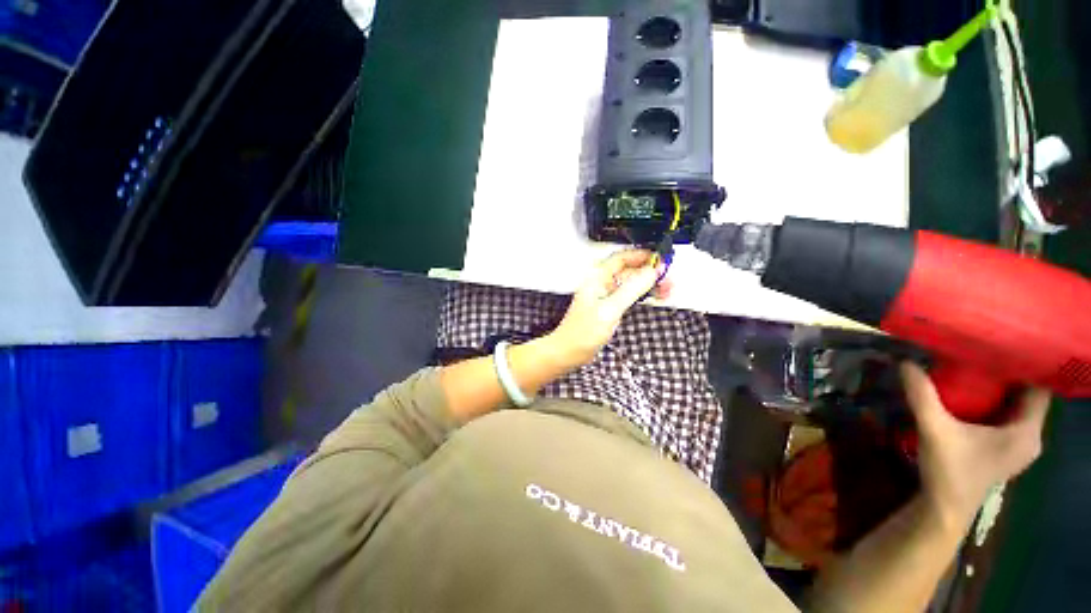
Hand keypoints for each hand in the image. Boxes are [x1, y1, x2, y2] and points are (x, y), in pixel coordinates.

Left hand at [549, 250, 669, 365]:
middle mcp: (601, 283)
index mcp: (597, 277)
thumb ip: (631, 289)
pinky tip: (654, 297)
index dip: (642, 256)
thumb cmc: (583, 331)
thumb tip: (652, 271)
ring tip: (667, 289)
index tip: (661, 259)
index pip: (622, 257)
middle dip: (649, 272)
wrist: (570, 351)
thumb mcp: (610, 309)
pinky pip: (629, 295)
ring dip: (648, 284)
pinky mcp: (609, 307)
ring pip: (631, 283)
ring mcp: (606, 295)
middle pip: (629, 270)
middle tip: (668, 278)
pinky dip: (643, 295)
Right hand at [901, 363, 1050, 529]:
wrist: (945, 506)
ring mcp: (1020, 444)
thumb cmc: (949, 470)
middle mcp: (1031, 436)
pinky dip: (998, 401)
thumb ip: (922, 396)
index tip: (1004, 343)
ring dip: (1004, 387)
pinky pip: (1010, 416)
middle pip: (1030, 395)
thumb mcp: (934, 429)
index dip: (1027, 364)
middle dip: (1011, 373)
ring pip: (1019, 406)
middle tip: (985, 349)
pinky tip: (978, 393)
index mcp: (1027, 432)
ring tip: (981, 364)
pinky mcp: (1007, 448)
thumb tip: (905, 362)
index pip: (1041, 388)